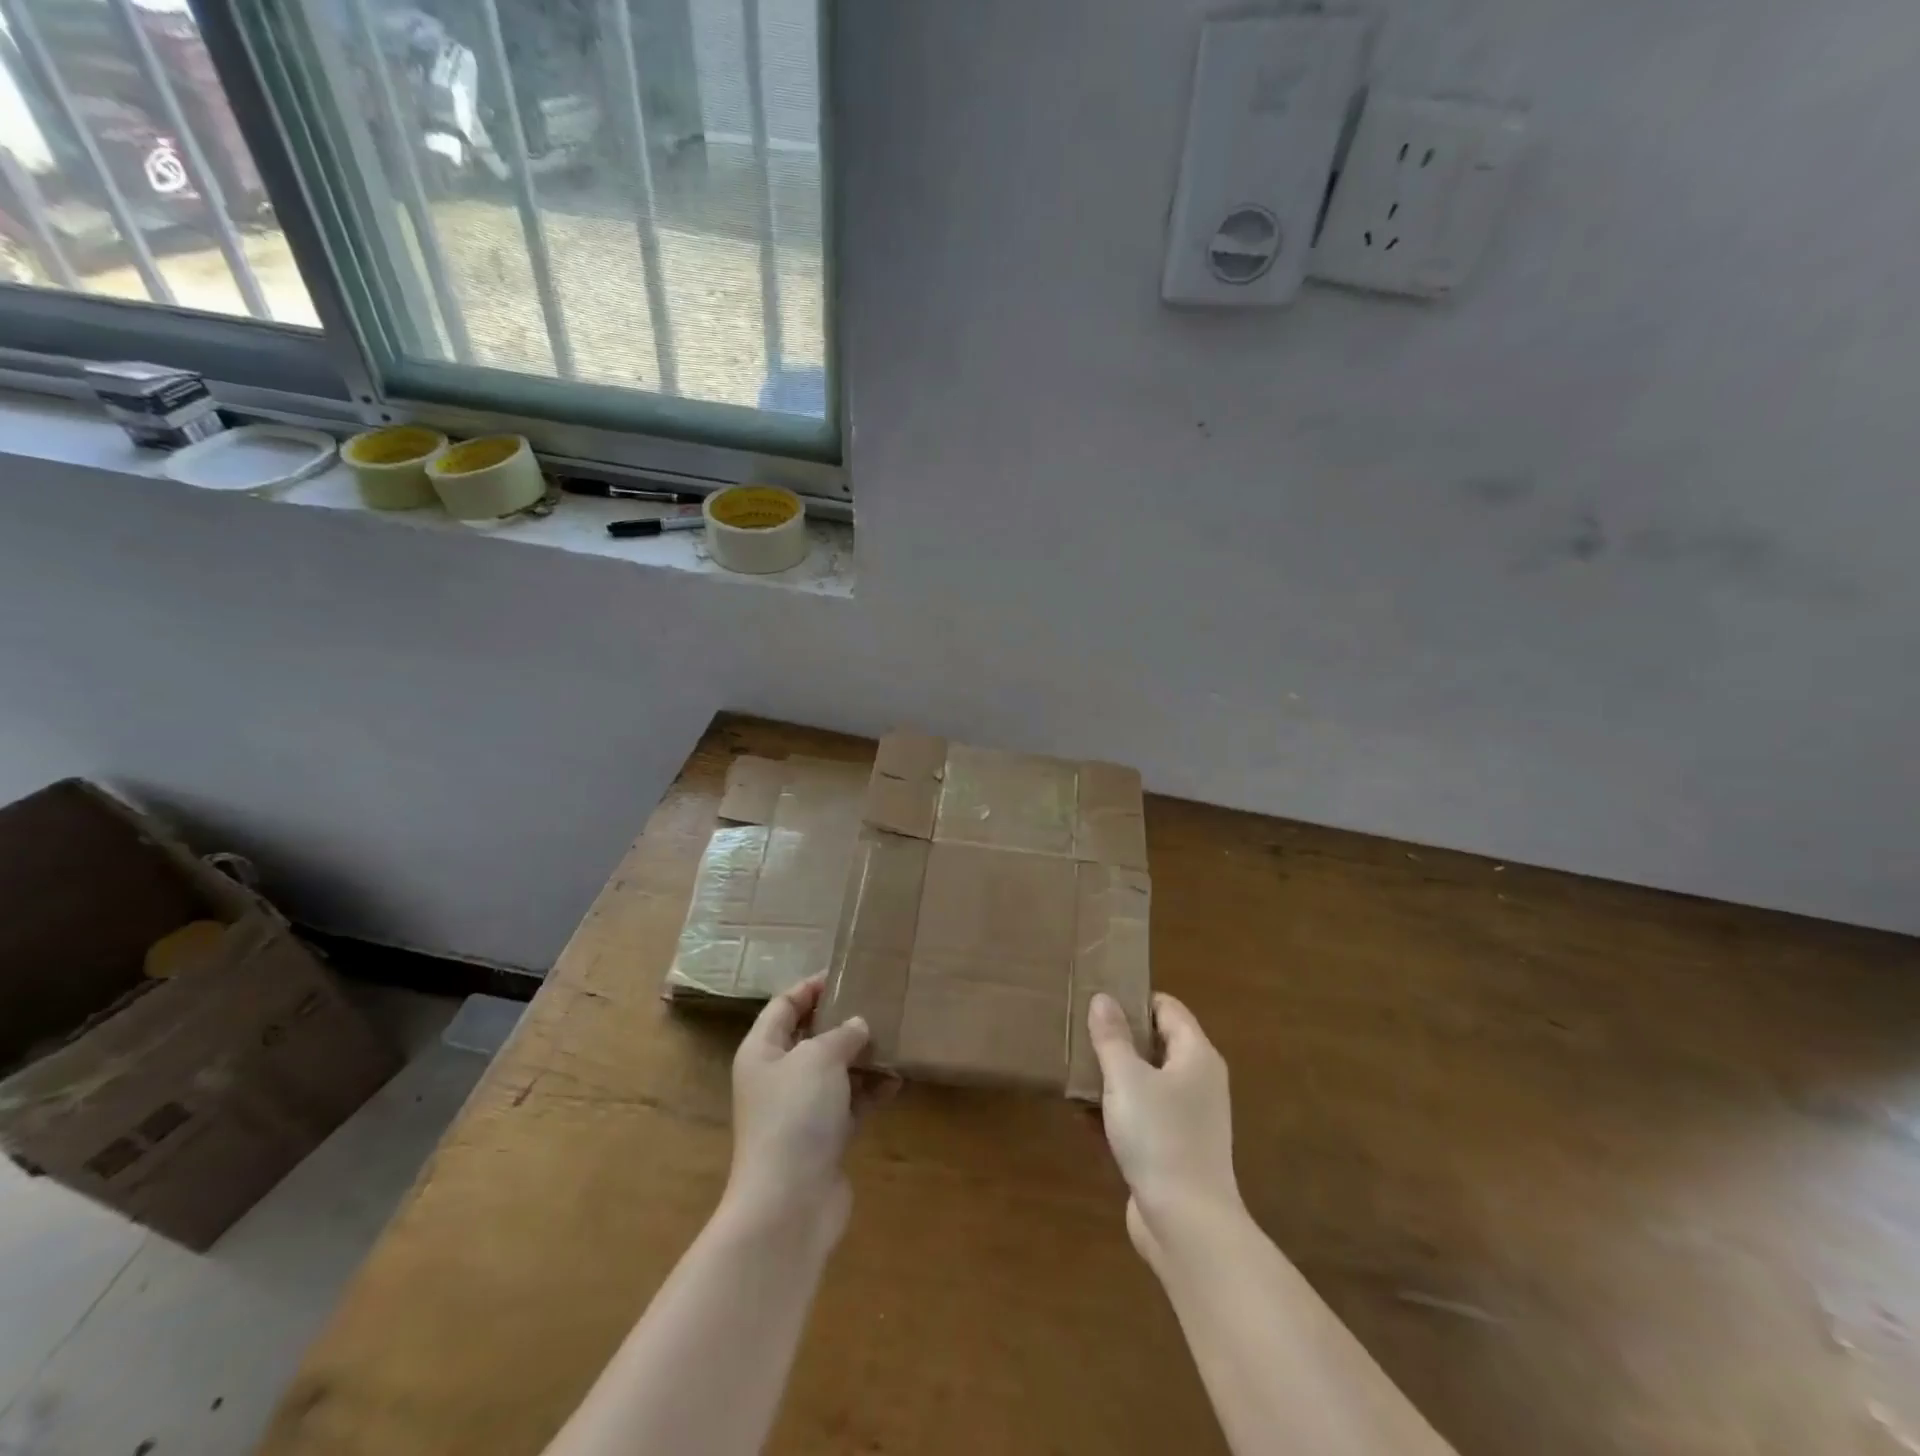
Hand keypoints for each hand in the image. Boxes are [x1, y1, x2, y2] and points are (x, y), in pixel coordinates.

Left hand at [726, 974, 872, 1244]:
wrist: (789, 1203)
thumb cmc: (795, 1115)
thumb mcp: (819, 1058)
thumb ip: (842, 1034)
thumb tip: (858, 1026)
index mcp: (762, 1051)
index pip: (784, 1005)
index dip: (811, 987)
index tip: (846, 973)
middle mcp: (777, 1077)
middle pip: (810, 1038)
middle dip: (843, 1021)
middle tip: (878, 1002)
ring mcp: (800, 1111)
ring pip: (834, 1072)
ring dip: (863, 1057)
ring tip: (896, 1038)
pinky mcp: (823, 1139)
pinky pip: (850, 1104)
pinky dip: (871, 1092)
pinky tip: (898, 1081)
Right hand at [1088, 992, 1240, 1260]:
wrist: (1187, 1226)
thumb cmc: (1160, 1138)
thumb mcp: (1127, 1079)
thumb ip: (1112, 1037)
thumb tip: (1103, 998)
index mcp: (1196, 1056)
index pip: (1167, 1008)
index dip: (1134, 999)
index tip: (1098, 997)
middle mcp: (1197, 1081)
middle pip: (1155, 1044)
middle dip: (1117, 1039)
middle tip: (1079, 1031)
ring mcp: (1187, 1118)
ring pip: (1145, 1082)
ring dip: (1112, 1077)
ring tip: (1072, 1070)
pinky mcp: (1173, 1150)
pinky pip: (1141, 1117)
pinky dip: (1116, 1112)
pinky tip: (1081, 1115)